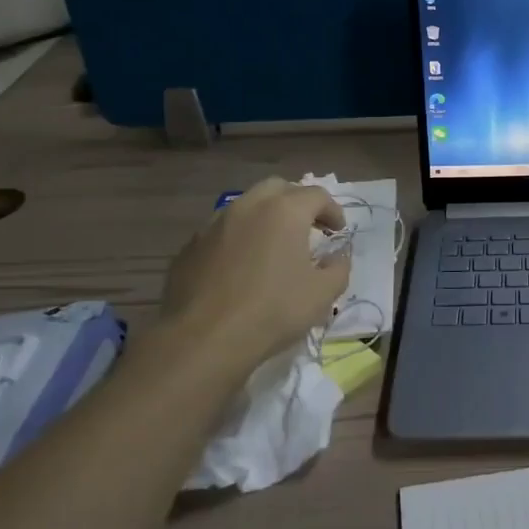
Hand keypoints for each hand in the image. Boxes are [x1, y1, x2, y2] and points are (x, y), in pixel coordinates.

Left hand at [154, 179, 350, 366]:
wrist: (204, 339)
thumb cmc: (273, 311)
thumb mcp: (323, 294)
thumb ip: (339, 268)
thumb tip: (337, 257)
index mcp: (284, 211)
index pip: (317, 195)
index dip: (333, 211)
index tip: (338, 232)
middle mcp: (248, 206)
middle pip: (278, 188)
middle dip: (297, 203)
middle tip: (307, 229)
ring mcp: (214, 224)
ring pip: (245, 207)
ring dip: (265, 218)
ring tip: (273, 247)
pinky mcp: (190, 246)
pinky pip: (222, 232)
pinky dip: (238, 239)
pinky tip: (241, 268)